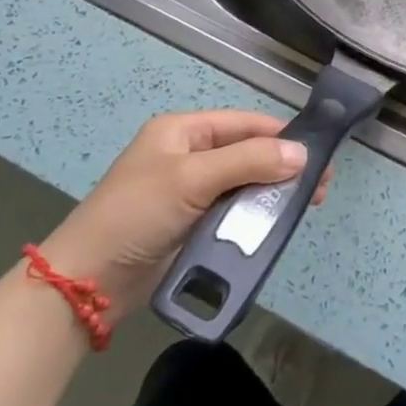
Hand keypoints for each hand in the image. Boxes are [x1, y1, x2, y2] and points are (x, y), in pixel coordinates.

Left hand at [35, 110, 332, 322]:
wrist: (87, 282)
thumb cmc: (136, 214)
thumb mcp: (191, 179)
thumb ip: (248, 162)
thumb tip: (301, 153)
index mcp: (183, 131)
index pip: (243, 124)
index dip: (281, 136)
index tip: (318, 154)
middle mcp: (189, 156)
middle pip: (247, 154)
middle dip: (282, 168)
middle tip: (317, 189)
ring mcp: (190, 193)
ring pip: (243, 186)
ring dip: (271, 196)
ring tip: (304, 210)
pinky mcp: (191, 226)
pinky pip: (232, 215)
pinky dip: (253, 220)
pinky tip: (275, 228)